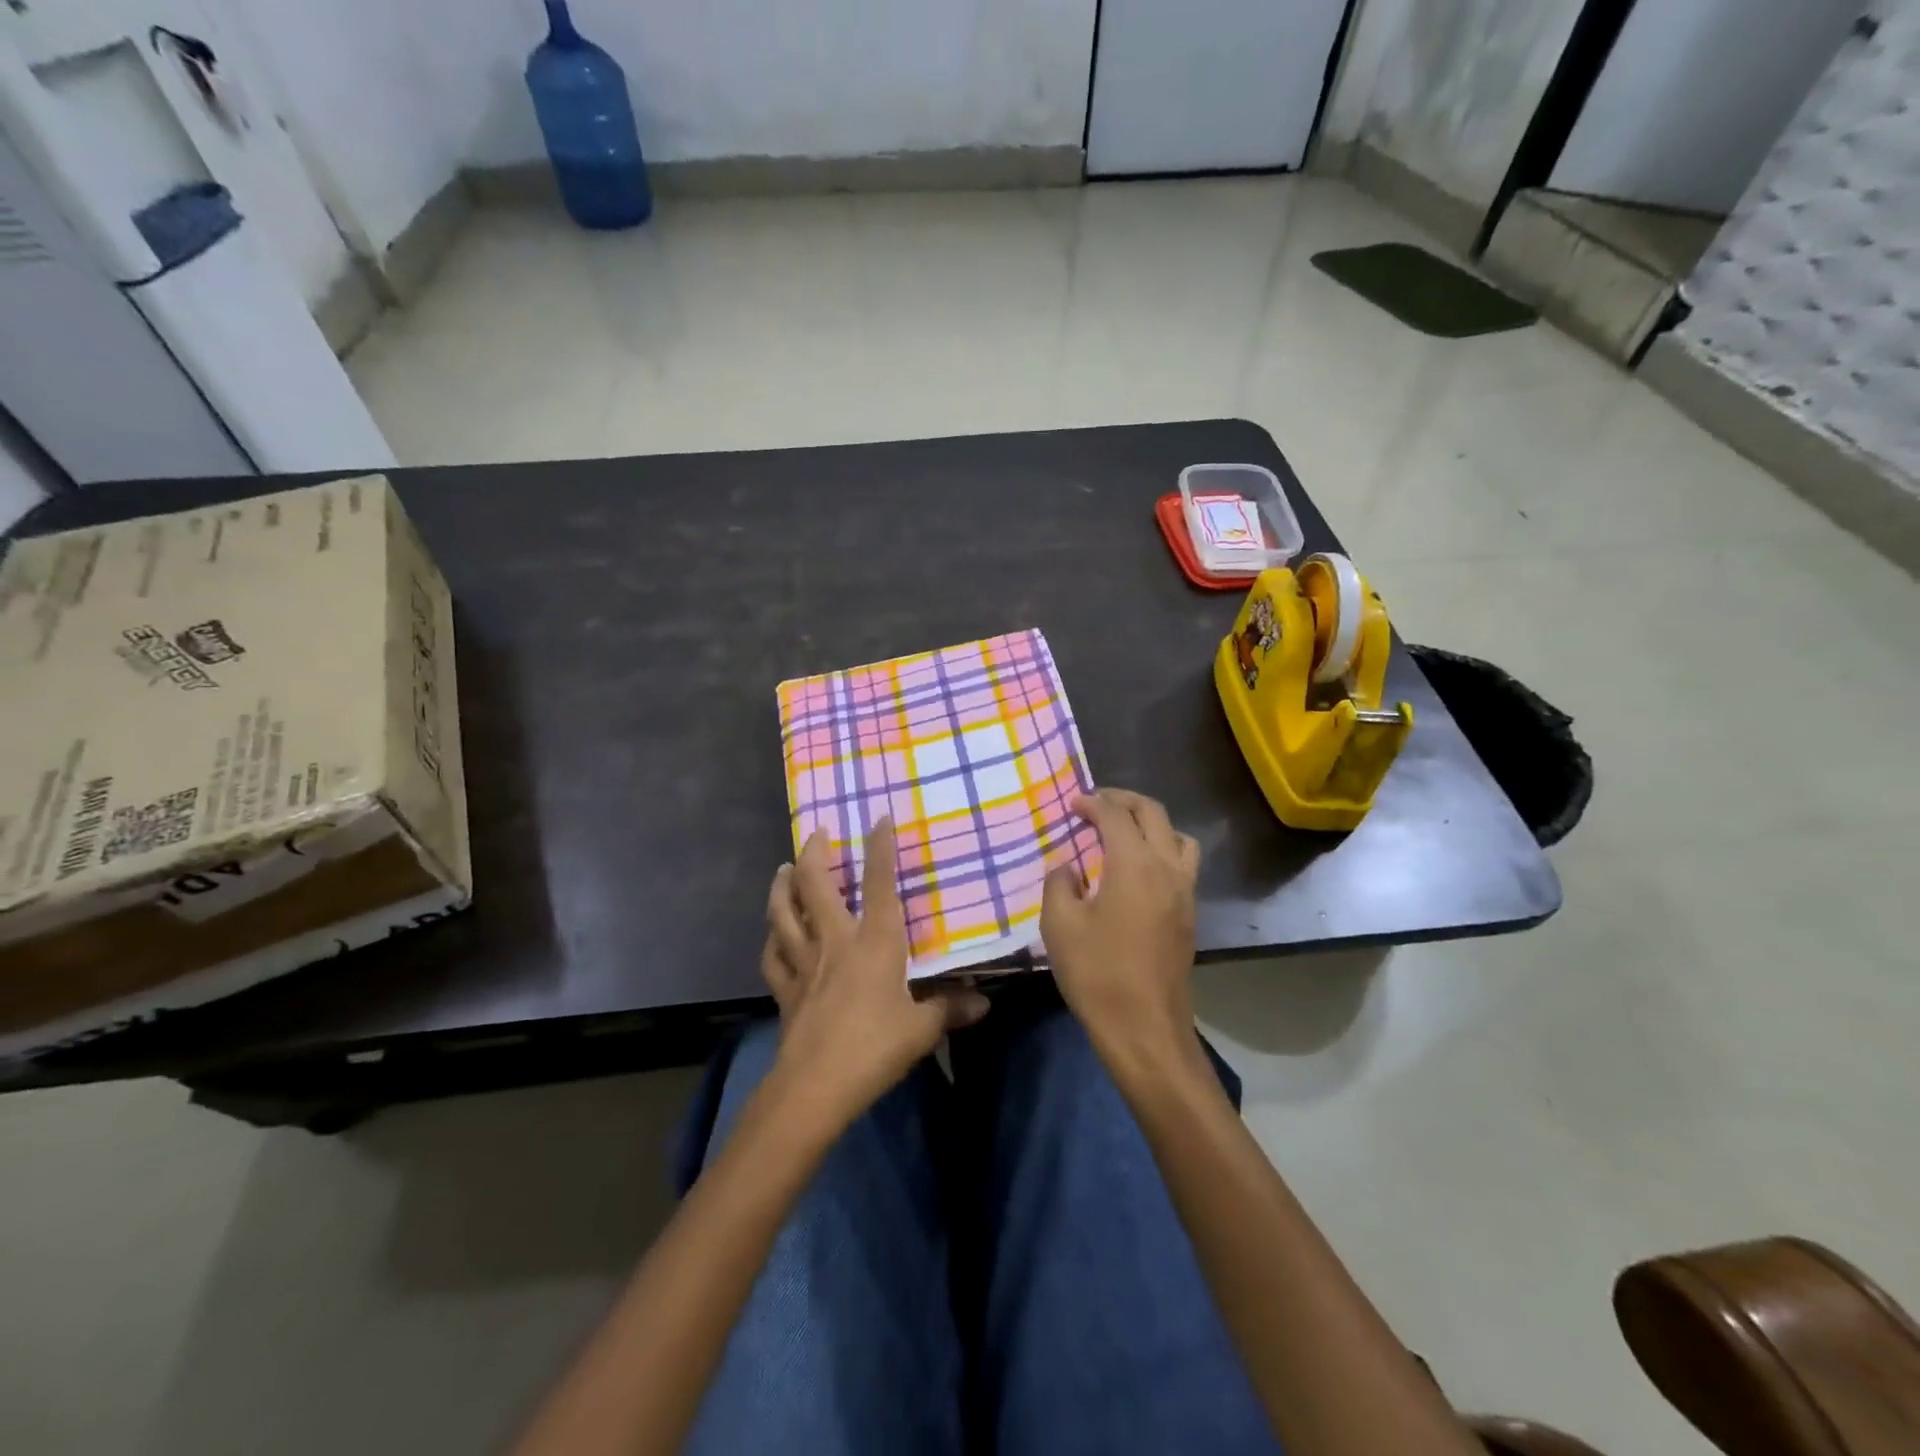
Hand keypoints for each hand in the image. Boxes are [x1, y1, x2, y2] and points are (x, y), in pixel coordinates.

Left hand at [761, 818, 988, 1124]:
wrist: (816, 1086)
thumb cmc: (875, 1047)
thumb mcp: (922, 1028)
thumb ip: (949, 1008)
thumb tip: (984, 1002)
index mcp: (874, 942)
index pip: (880, 884)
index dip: (880, 848)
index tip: (879, 818)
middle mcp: (835, 941)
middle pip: (815, 887)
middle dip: (814, 854)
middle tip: (816, 834)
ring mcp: (804, 963)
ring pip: (784, 913)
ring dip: (782, 887)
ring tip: (784, 869)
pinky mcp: (785, 989)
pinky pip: (773, 956)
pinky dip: (772, 939)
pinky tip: (773, 934)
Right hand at [1041, 789, 1200, 1070]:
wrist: (1145, 1028)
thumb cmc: (1098, 974)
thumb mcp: (1060, 925)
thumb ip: (1059, 884)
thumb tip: (1069, 867)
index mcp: (1135, 864)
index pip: (1116, 815)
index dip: (1093, 803)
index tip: (1073, 803)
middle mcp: (1167, 868)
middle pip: (1154, 814)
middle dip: (1124, 801)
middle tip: (1097, 803)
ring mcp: (1185, 891)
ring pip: (1178, 836)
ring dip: (1151, 823)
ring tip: (1124, 832)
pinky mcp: (1190, 914)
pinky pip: (1183, 863)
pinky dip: (1162, 848)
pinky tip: (1138, 869)